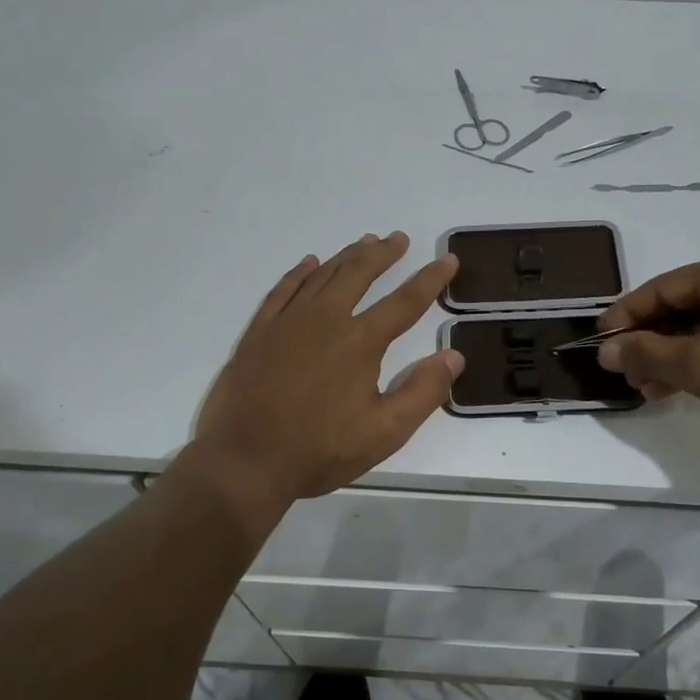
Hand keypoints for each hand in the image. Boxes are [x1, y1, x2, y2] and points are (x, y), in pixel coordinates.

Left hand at [191, 232, 462, 505]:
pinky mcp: (259, 331)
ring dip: (348, 256)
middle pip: (360, 274)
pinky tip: (309, 263)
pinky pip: (283, 289)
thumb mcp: (384, 432)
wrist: (245, 460)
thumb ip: (423, 392)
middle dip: (383, 254)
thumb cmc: (319, 450)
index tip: (448, 260)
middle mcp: (326, 319)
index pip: (406, 302)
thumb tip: (454, 356)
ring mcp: (288, 321)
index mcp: (360, 342)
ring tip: (365, 242)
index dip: (431, 279)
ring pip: (323, 275)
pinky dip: (300, 272)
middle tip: (399, 238)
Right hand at [594, 245, 699, 458]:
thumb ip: (646, 353)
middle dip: (650, 341)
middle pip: (683, 305)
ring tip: (648, 388)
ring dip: (673, 355)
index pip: (663, 288)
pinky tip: (679, 387)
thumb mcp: (698, 366)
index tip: (599, 341)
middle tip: (625, 372)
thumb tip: (606, 351)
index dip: (626, 315)